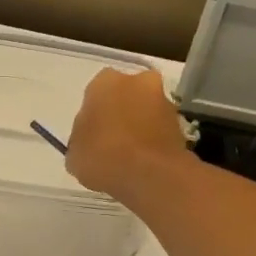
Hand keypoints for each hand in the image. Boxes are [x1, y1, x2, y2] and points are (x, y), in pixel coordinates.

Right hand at [65, 67, 192, 205]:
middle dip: (120, 113)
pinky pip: (160, 128)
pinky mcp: (180, 121)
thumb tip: (89, 138)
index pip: (95, 93)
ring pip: (145, 110)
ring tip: (130, 156)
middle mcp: (138, 81)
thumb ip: (81, 138)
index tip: (91, 135)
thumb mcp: (74, 153)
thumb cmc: (102, 157)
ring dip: (139, 126)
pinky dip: (153, 140)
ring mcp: (163, 99)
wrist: (149, 174)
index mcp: (105, 82)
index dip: (93, 114)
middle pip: (125, 95)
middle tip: (111, 141)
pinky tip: (144, 162)